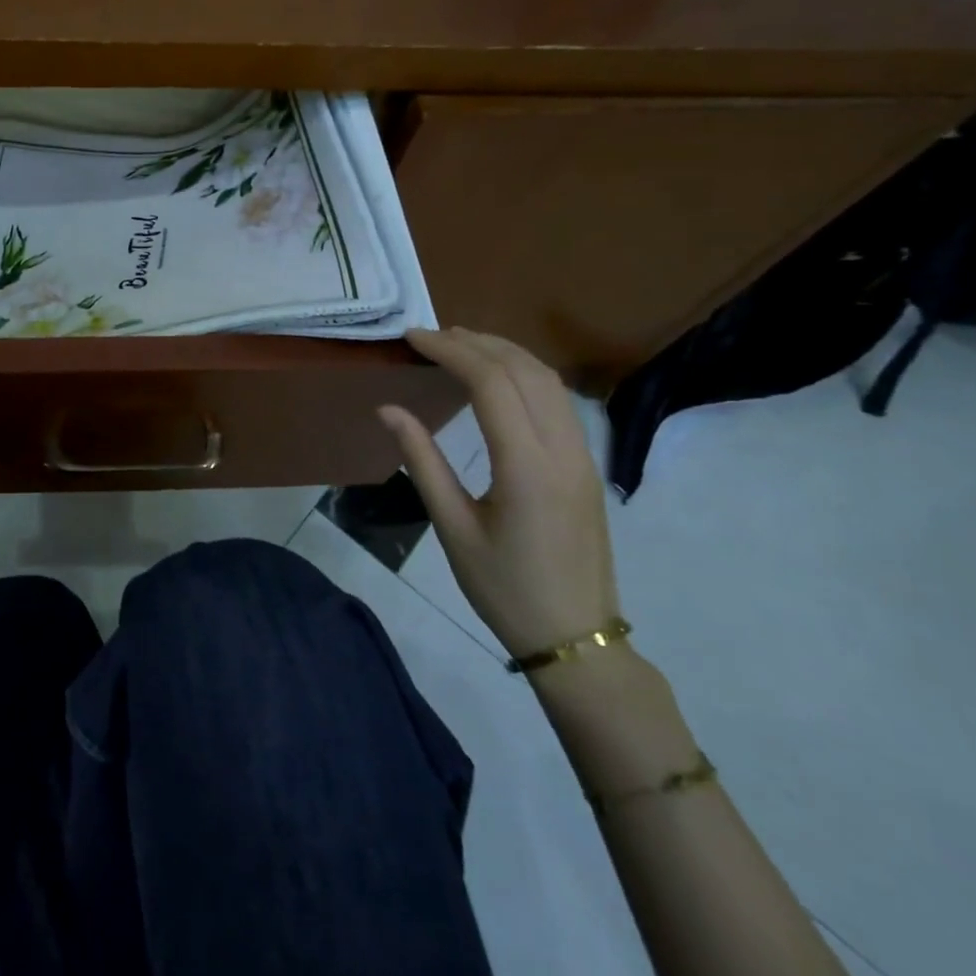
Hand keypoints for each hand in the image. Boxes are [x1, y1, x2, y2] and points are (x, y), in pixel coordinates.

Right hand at [378, 327, 620, 659]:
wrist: (576, 639)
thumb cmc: (504, 588)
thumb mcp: (453, 528)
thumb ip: (422, 461)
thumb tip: (389, 409)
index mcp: (526, 467)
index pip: (491, 383)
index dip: (450, 351)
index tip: (412, 338)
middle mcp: (563, 450)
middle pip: (525, 370)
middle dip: (477, 342)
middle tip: (430, 335)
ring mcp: (583, 456)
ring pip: (549, 381)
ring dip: (505, 352)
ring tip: (460, 345)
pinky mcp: (586, 466)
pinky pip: (559, 401)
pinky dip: (524, 374)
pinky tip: (497, 379)